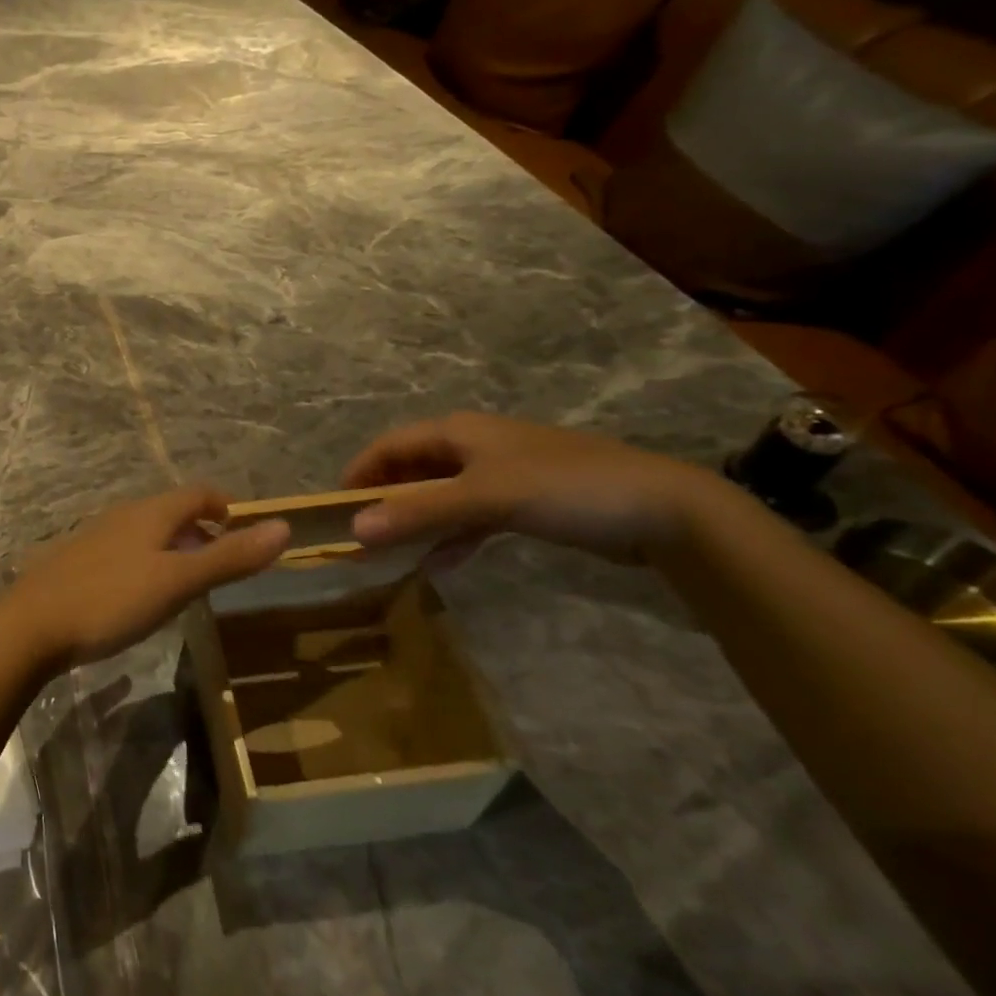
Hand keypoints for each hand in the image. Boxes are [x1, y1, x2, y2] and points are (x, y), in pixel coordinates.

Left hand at [0, 486, 290, 672]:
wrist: (30, 624)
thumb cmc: (111, 599)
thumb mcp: (178, 582)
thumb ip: (229, 557)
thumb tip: (284, 527)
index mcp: (151, 513)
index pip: (198, 492)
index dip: (223, 506)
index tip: (240, 533)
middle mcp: (123, 515)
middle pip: (172, 511)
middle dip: (200, 531)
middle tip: (218, 566)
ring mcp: (96, 537)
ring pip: (146, 532)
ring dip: (172, 549)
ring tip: (185, 585)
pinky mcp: (77, 561)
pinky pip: (123, 552)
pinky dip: (145, 564)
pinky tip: (139, 598)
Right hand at [341, 412, 718, 565]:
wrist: (664, 509)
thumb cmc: (564, 488)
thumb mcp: (486, 498)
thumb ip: (420, 512)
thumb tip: (353, 529)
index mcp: (458, 432)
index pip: (389, 446)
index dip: (359, 473)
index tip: (332, 508)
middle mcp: (473, 447)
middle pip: (412, 470)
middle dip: (384, 501)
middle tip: (359, 537)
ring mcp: (500, 475)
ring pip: (440, 495)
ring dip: (414, 522)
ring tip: (389, 554)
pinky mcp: (524, 502)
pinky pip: (470, 516)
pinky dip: (451, 536)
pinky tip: (439, 564)